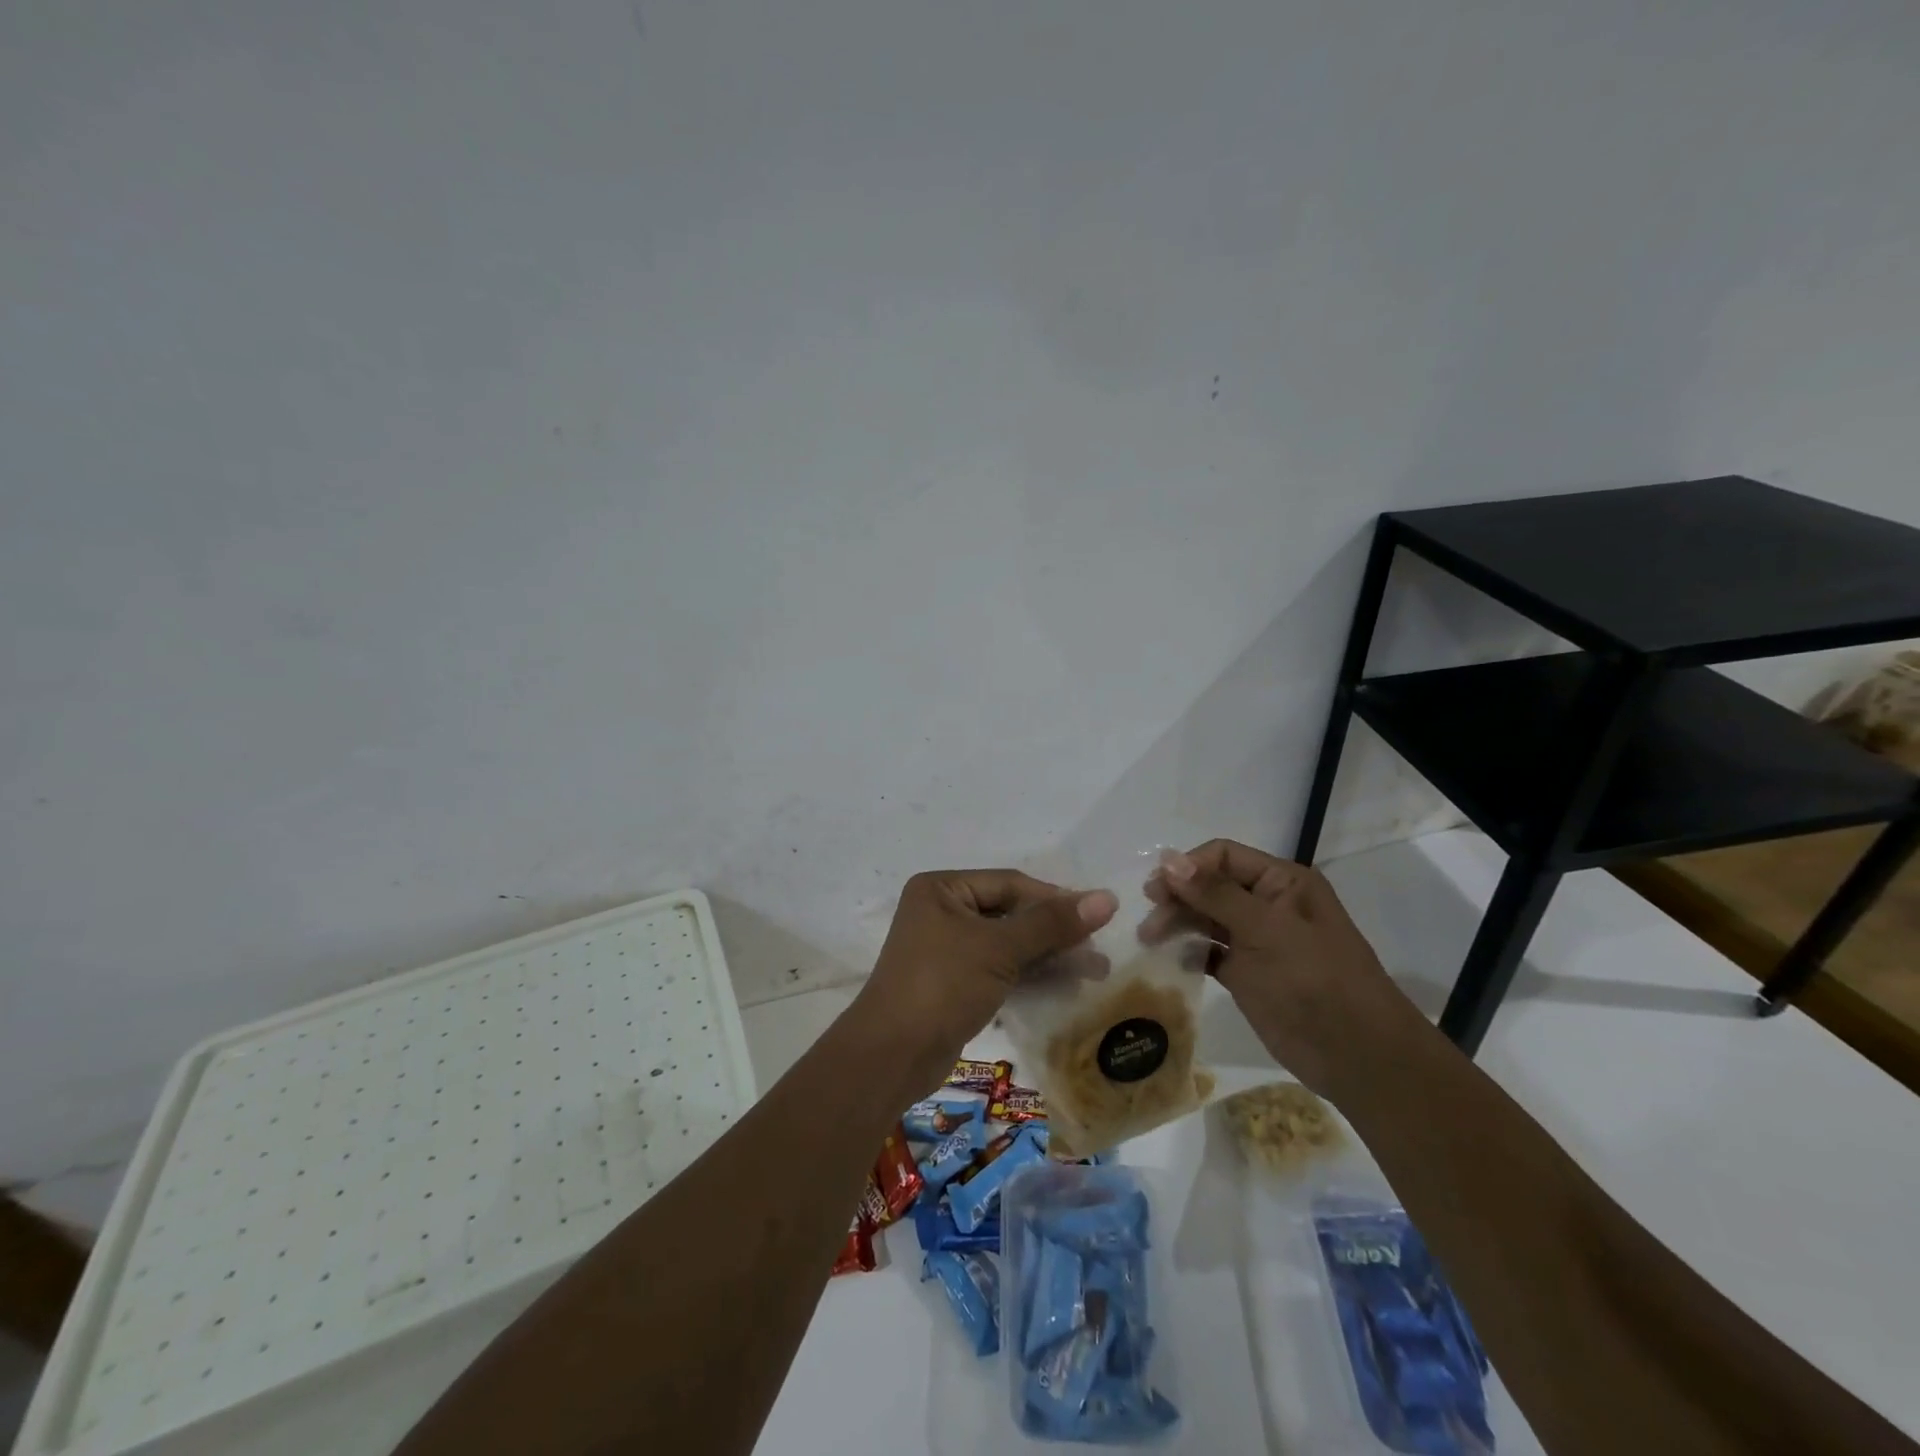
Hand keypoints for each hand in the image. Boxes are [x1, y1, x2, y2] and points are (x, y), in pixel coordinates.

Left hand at [853, 870, 1117, 1095]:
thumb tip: (1107, 898)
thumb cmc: (942, 985)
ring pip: (1008, 945)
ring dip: (1049, 957)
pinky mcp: (954, 983)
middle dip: (1055, 932)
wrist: (891, 1056)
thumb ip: (1052, 924)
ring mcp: (946, 949)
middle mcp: (942, 911)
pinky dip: (1030, 976)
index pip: (1010, 884)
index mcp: (942, 889)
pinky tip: (1065, 987)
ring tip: (1095, 973)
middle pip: (1010, 913)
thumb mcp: (999, 949)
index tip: (1099, 917)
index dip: (1055, 899)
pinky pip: (999, 969)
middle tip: (1099, 951)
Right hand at [1145, 840, 1426, 1098]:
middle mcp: (1268, 904)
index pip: (1224, 856)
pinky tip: (1168, 958)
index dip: (1188, 867)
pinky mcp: (1246, 972)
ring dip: (1177, 923)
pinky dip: (1188, 950)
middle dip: (1178, 897)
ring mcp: (1257, 939)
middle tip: (1149, 920)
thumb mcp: (1266, 931)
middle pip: (1210, 885)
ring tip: (1149, 939)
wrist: (1357, 1057)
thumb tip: (1168, 860)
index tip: (1157, 890)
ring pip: (1206, 917)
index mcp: (1282, 882)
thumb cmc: (1315, 981)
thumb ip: (1215, 894)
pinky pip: (1208, 950)